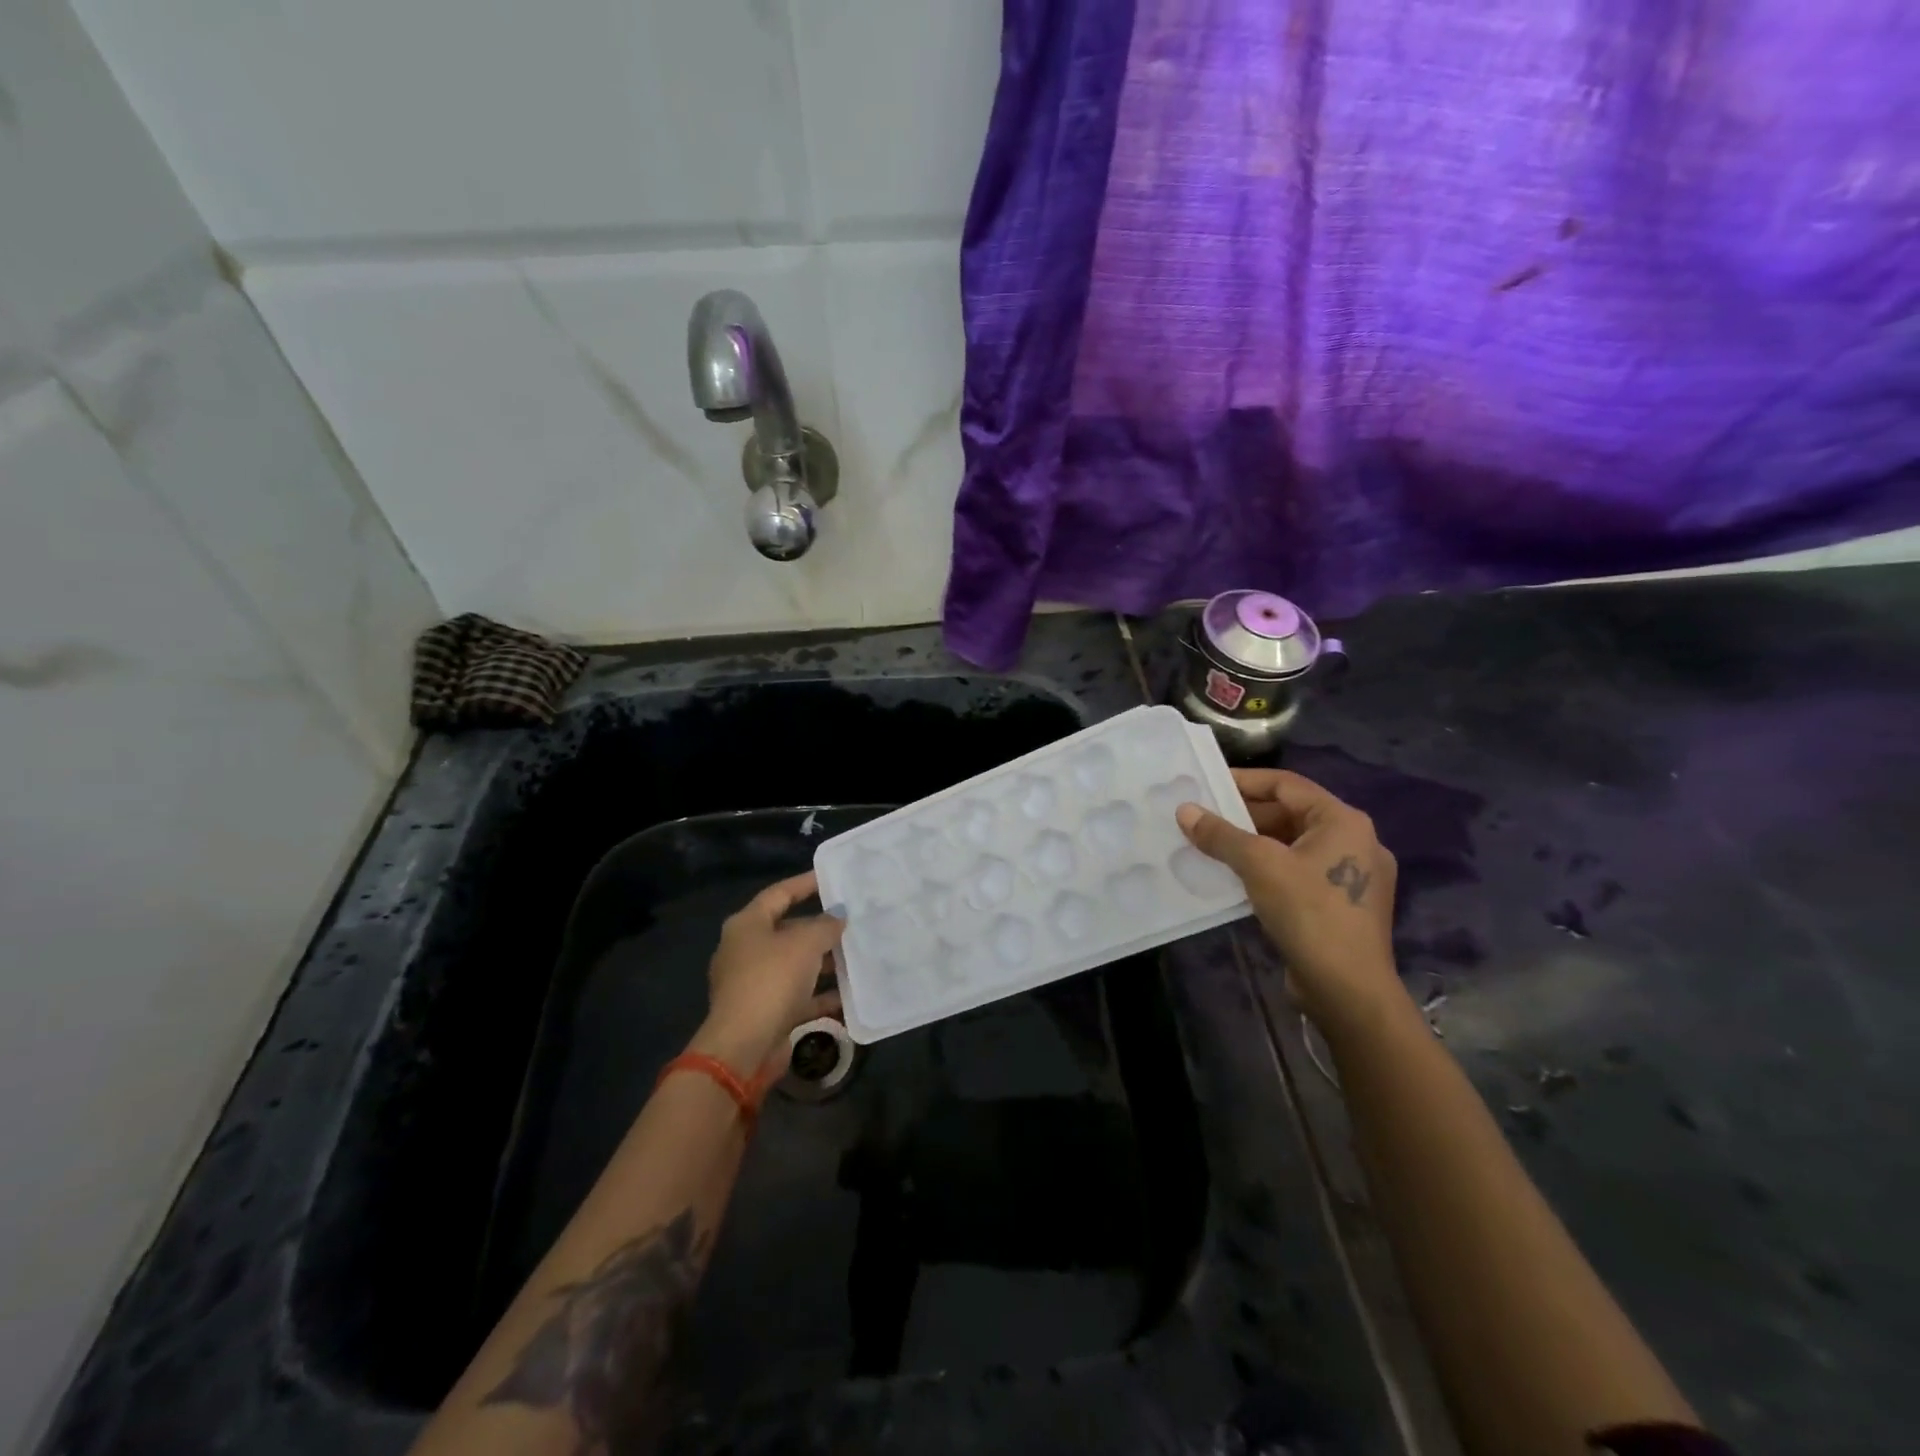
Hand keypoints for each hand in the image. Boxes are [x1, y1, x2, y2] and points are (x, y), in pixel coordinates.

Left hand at [689, 871, 844, 1082]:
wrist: (744, 1047)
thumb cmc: (771, 980)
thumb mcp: (805, 944)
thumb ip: (825, 925)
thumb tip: (837, 916)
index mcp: (747, 925)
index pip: (779, 894)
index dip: (806, 884)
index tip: (834, 879)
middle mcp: (747, 950)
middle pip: (788, 930)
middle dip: (821, 928)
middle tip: (854, 921)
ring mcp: (754, 983)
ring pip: (796, 965)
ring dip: (825, 962)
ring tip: (858, 955)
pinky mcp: (766, 1012)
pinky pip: (799, 996)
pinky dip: (821, 994)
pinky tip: (850, 995)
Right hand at [1176, 769, 1404, 1036]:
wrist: (1349, 990)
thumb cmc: (1309, 913)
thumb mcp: (1259, 865)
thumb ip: (1221, 834)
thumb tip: (1184, 810)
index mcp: (1343, 822)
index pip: (1287, 785)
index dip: (1244, 781)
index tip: (1207, 784)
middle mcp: (1355, 842)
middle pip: (1291, 814)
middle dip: (1245, 816)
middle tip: (1203, 817)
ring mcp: (1352, 876)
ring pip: (1293, 846)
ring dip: (1254, 844)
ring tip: (1212, 845)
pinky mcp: (1343, 905)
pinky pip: (1299, 872)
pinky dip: (1269, 869)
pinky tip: (1237, 878)